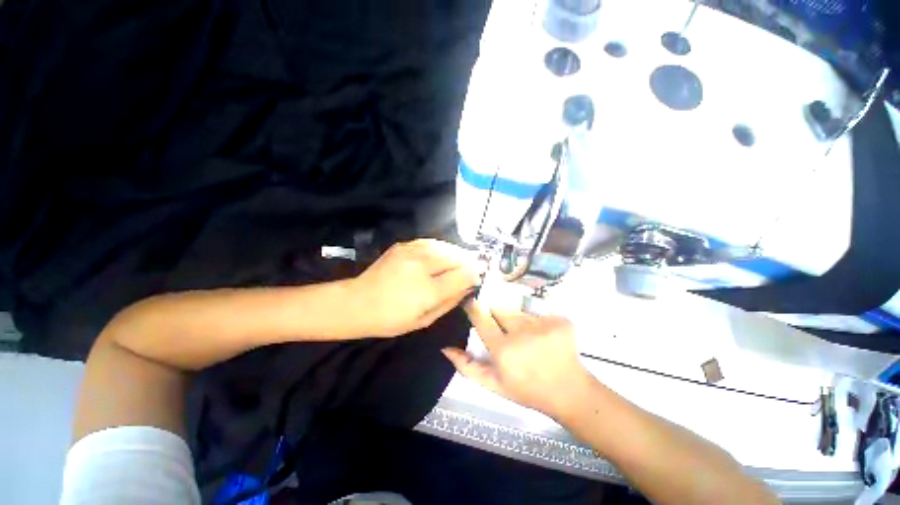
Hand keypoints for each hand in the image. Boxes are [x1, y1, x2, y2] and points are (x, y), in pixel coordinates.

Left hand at [352, 239, 482, 337]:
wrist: (357, 302)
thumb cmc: (391, 319)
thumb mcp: (425, 320)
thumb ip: (450, 301)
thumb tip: (468, 286)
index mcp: (428, 290)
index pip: (463, 275)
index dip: (475, 273)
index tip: (480, 276)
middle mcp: (422, 266)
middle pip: (457, 256)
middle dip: (469, 261)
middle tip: (474, 267)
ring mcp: (412, 252)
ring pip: (446, 246)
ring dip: (457, 253)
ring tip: (461, 260)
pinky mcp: (403, 245)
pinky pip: (431, 242)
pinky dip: (442, 247)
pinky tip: (443, 254)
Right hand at [442, 301, 594, 418]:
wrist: (568, 391)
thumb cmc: (526, 389)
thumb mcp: (493, 384)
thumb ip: (466, 366)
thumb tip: (445, 348)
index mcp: (503, 350)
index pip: (481, 317)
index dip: (475, 308)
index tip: (471, 301)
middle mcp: (521, 333)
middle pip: (500, 309)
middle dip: (498, 316)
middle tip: (506, 331)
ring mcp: (543, 324)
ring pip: (519, 310)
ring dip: (518, 319)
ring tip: (527, 336)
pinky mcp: (560, 320)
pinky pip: (538, 311)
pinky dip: (537, 321)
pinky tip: (543, 336)